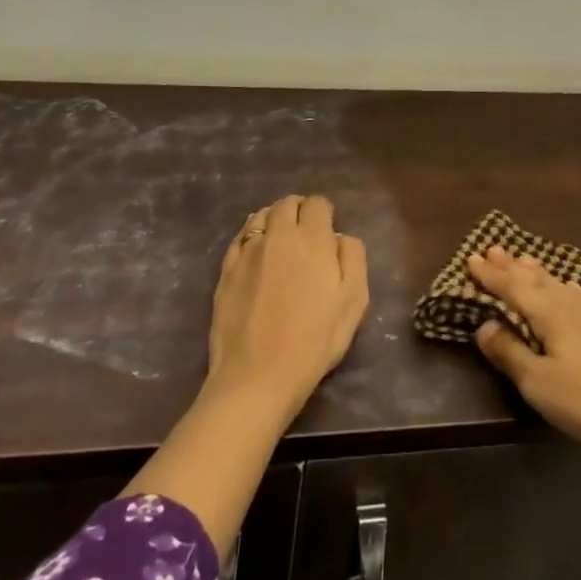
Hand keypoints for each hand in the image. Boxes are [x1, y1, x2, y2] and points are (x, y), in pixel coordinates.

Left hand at [207, 195, 368, 417]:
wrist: (257, 376)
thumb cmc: (314, 340)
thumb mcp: (354, 301)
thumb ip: (353, 257)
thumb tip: (340, 237)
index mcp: (312, 238)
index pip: (317, 203)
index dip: (324, 213)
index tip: (327, 231)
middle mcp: (278, 235)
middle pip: (287, 203)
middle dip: (299, 210)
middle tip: (306, 233)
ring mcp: (248, 251)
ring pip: (261, 215)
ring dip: (274, 219)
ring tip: (280, 239)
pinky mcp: (226, 269)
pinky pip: (240, 237)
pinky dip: (251, 235)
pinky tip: (256, 250)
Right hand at [469, 245, 580, 455]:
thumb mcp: (541, 385)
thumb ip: (511, 354)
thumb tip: (484, 325)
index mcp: (550, 314)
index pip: (512, 288)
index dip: (490, 275)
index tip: (471, 258)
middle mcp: (573, 304)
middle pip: (536, 279)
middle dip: (511, 266)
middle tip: (493, 248)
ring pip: (560, 283)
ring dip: (538, 272)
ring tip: (524, 259)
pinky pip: (580, 294)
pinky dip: (565, 286)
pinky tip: (572, 289)